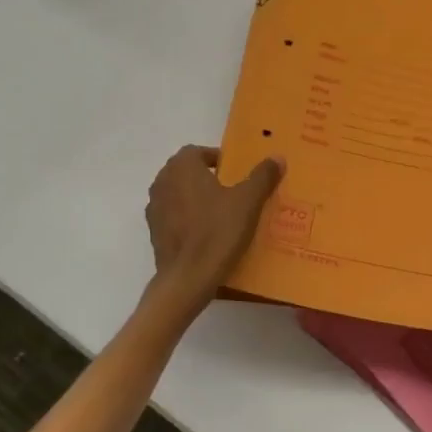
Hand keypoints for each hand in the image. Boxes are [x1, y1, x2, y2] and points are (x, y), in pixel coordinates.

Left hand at [143, 145, 284, 314]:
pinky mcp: (154, 233)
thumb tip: (277, 157)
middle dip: (207, 178)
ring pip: (178, 194)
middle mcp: (162, 182)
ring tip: (221, 213)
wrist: (187, 279)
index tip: (236, 173)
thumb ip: (262, 176)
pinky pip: (174, 216)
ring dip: (196, 198)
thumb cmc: (217, 232)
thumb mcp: (248, 202)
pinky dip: (188, 219)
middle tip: (233, 191)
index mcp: (182, 167)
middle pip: (186, 172)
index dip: (217, 159)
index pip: (198, 152)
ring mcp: (155, 208)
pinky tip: (207, 234)